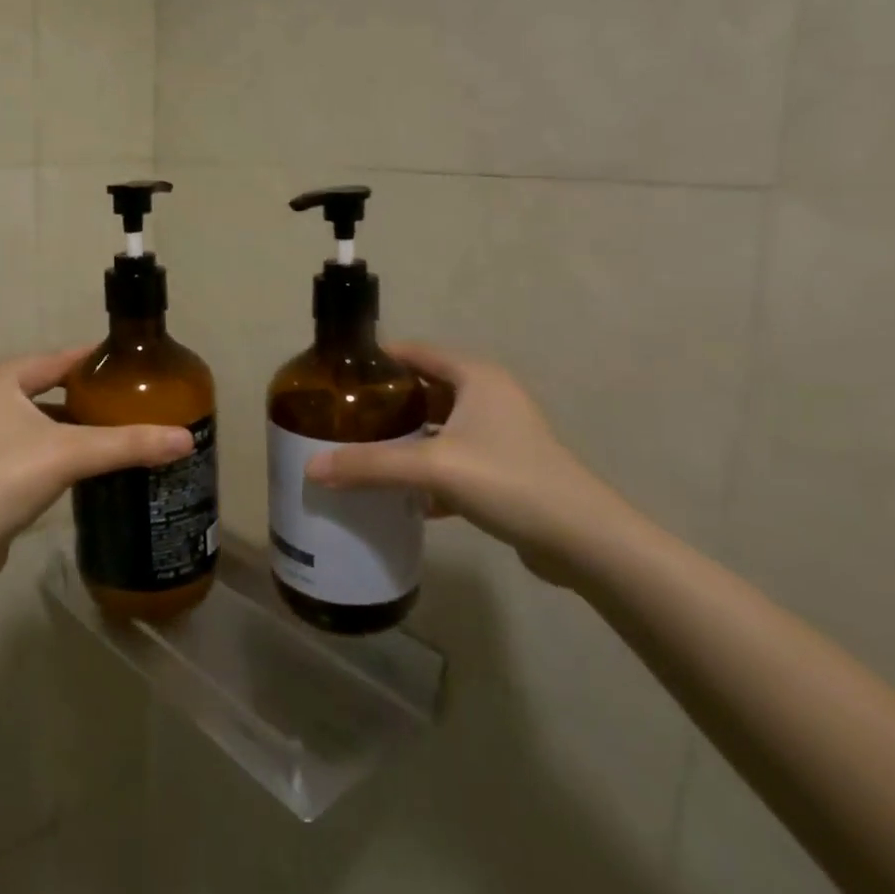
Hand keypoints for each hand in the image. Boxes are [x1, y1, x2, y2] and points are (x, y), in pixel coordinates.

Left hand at [0, 347, 193, 548]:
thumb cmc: (9, 477)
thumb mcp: (74, 453)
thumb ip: (129, 443)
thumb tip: (186, 440)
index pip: (54, 360)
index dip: (92, 361)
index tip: (128, 366)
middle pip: (42, 388)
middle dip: (81, 395)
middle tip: (124, 400)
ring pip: (31, 419)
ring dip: (65, 424)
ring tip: (107, 430)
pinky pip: (21, 444)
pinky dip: (48, 447)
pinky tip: (76, 462)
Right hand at [304, 344, 634, 583]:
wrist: (582, 541)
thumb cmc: (508, 481)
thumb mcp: (432, 467)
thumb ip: (370, 465)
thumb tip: (311, 468)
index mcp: (475, 377)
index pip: (414, 352)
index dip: (375, 360)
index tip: (336, 375)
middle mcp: (488, 396)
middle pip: (423, 389)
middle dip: (384, 403)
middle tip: (340, 417)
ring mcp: (498, 433)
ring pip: (436, 426)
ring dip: (403, 438)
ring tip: (360, 450)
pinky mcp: (502, 468)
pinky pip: (451, 458)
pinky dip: (425, 470)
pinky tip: (399, 493)